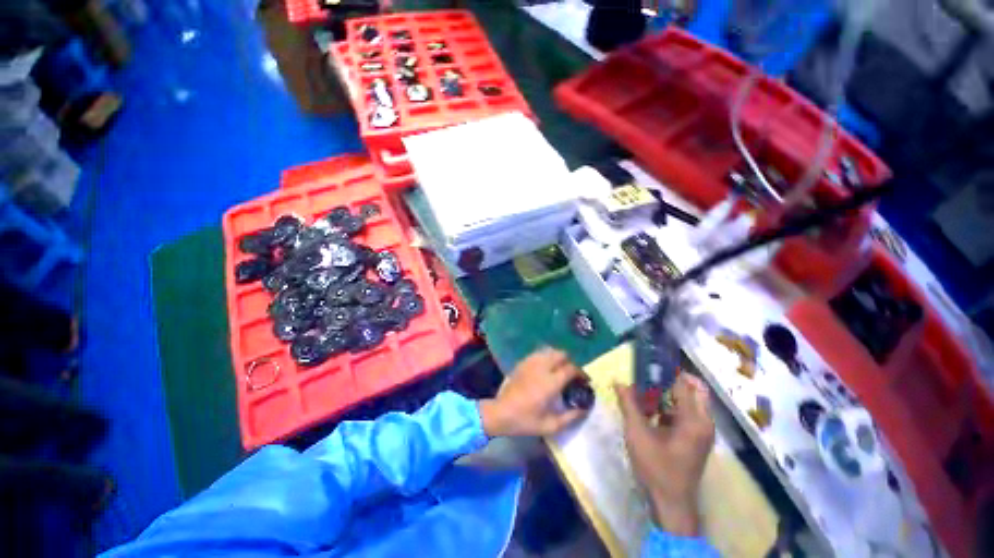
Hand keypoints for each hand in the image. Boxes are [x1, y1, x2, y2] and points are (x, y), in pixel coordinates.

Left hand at [479, 348, 588, 437]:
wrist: (501, 412)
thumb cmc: (526, 420)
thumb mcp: (550, 425)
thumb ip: (570, 417)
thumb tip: (583, 409)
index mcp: (551, 382)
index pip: (571, 369)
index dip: (580, 373)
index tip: (584, 380)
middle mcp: (542, 368)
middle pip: (561, 354)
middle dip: (569, 362)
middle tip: (571, 374)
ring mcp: (531, 363)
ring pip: (549, 351)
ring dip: (557, 358)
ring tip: (558, 369)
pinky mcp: (522, 363)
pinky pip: (538, 353)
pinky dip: (545, 357)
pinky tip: (545, 368)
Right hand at [616, 374, 714, 536]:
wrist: (671, 503)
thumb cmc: (656, 467)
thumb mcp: (637, 433)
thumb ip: (629, 404)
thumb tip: (618, 381)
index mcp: (694, 420)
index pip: (683, 384)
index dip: (665, 371)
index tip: (646, 363)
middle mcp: (704, 422)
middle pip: (693, 389)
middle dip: (671, 380)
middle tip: (647, 377)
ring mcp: (702, 431)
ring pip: (690, 401)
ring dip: (669, 393)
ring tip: (644, 391)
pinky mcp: (696, 438)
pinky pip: (686, 413)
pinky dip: (670, 406)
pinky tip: (650, 410)